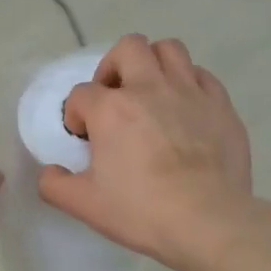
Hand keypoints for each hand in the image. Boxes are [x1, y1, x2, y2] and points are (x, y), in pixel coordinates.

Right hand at [39, 35, 255, 270]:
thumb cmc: (140, 211)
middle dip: (113, 68)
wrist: (207, 221)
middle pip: (128, 48)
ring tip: (150, 94)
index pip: (81, 94)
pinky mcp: (220, 104)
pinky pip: (201, 75)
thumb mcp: (83, 205)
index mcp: (111, 109)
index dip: (76, 115)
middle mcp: (149, 88)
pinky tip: (183, 109)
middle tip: (114, 100)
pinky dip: (188, 83)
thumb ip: (54, 185)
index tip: (84, 139)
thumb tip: (49, 172)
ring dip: (153, 64)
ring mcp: (189, 92)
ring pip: (168, 49)